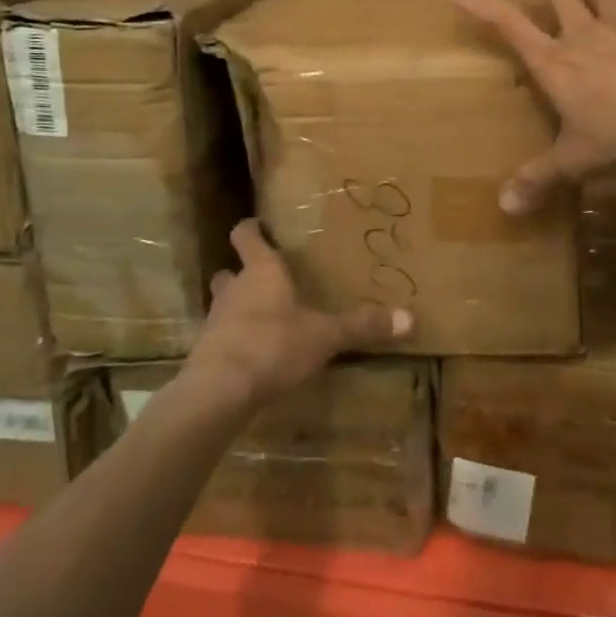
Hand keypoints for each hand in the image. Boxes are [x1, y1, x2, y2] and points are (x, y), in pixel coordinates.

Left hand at [184, 220, 412, 407]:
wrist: (219, 391)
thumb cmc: (273, 345)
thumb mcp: (325, 335)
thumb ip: (362, 325)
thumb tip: (410, 317)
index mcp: (261, 271)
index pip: (246, 236)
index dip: (250, 229)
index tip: (258, 225)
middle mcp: (234, 289)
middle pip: (229, 271)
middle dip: (242, 272)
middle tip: (264, 277)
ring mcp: (215, 321)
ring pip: (223, 303)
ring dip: (236, 306)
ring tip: (260, 316)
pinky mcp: (205, 353)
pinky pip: (220, 337)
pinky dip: (233, 339)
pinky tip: (251, 353)